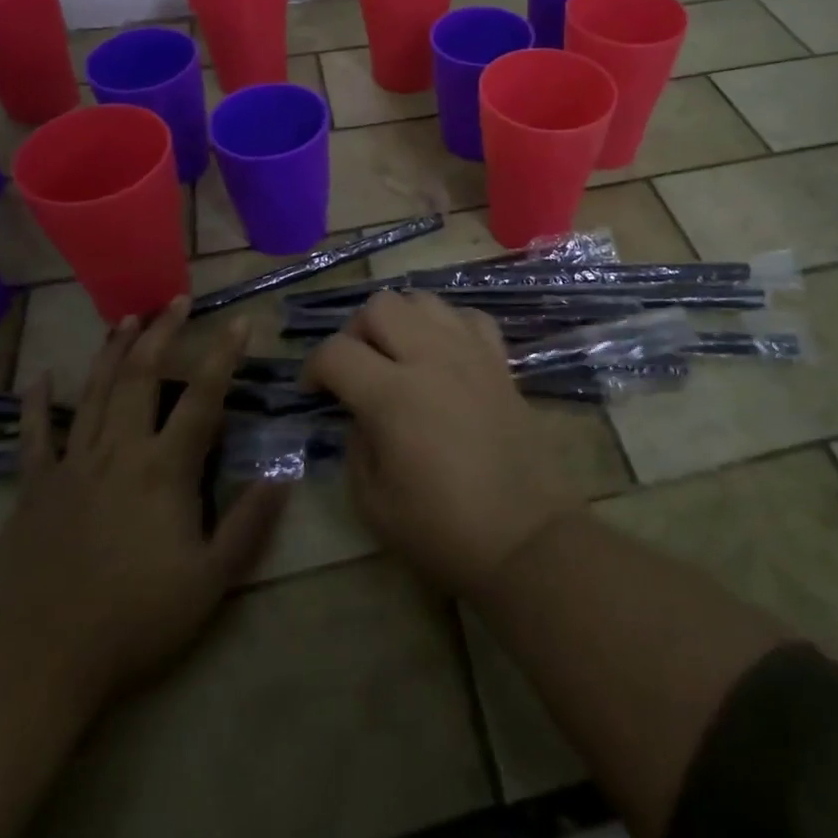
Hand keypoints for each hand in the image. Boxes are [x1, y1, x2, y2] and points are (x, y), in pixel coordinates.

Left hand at [0, 297, 286, 700]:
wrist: (36, 662)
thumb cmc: (134, 621)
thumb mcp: (210, 582)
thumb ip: (249, 524)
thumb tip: (283, 473)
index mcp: (165, 470)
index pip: (203, 397)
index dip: (223, 355)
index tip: (240, 321)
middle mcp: (120, 452)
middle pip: (143, 378)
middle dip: (162, 333)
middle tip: (176, 301)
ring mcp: (72, 466)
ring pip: (95, 393)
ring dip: (113, 352)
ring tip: (127, 318)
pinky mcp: (33, 488)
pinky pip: (34, 435)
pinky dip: (36, 403)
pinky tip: (41, 376)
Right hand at [303, 290, 581, 596]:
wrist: (524, 538)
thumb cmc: (443, 530)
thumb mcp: (373, 503)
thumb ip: (355, 445)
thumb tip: (360, 412)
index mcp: (392, 395)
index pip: (336, 351)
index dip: (314, 367)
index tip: (314, 391)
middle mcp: (430, 358)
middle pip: (380, 306)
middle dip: (356, 332)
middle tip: (356, 367)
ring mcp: (470, 353)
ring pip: (424, 300)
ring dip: (401, 320)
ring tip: (399, 356)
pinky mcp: (499, 361)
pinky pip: (468, 317)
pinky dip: (447, 326)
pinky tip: (444, 355)